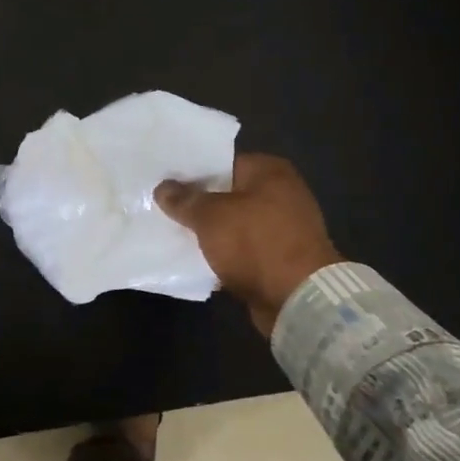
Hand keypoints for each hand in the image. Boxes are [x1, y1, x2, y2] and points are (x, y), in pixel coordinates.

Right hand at [155, 153, 341, 335]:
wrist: (297, 298)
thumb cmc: (255, 243)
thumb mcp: (210, 216)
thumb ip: (184, 200)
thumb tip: (162, 188)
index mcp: (270, 171)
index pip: (222, 162)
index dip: (191, 172)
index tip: (164, 182)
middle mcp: (281, 193)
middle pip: (227, 193)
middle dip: (198, 203)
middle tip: (162, 206)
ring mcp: (282, 227)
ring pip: (233, 224)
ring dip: (209, 231)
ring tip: (172, 232)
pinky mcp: (279, 258)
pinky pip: (242, 249)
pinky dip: (223, 253)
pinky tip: (195, 258)